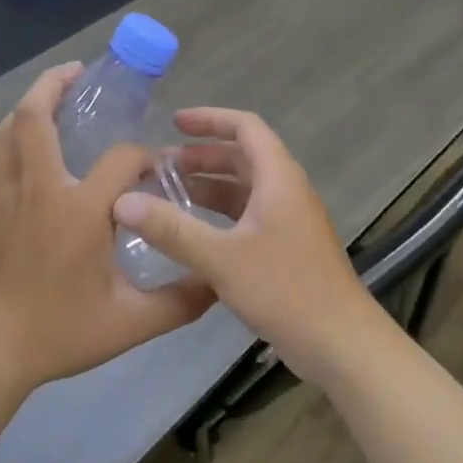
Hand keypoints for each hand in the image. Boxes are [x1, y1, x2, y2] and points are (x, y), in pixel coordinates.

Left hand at [0, 64, 215, 392]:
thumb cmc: (60, 332)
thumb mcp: (131, 323)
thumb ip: (181, 300)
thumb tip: (218, 282)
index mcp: (79, 210)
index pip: (120, 158)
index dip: (142, 156)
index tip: (153, 169)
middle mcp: (37, 190)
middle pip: (36, 117)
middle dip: (54, 84)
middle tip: (76, 73)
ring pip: (6, 133)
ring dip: (27, 110)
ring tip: (48, 104)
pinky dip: (5, 154)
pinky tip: (20, 166)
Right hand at [113, 107, 379, 384]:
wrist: (340, 343)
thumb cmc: (284, 290)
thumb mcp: (221, 258)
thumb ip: (171, 229)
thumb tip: (122, 202)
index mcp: (279, 178)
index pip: (246, 128)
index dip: (210, 119)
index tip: (174, 122)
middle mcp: (287, 191)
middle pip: (244, 157)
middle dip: (202, 156)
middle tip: (160, 166)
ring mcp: (290, 221)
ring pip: (245, 189)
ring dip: (209, 186)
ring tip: (168, 195)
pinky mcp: (288, 247)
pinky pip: (249, 215)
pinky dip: (220, 215)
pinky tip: (193, 233)